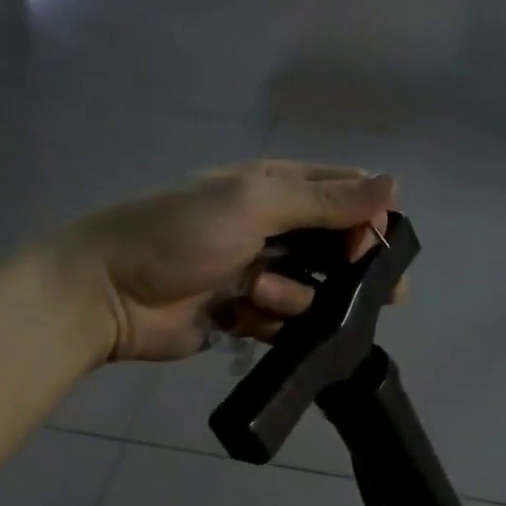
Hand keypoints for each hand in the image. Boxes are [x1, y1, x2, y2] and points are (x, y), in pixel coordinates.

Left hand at [63, 161, 397, 363]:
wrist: (110, 292)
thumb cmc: (181, 234)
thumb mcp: (254, 203)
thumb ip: (324, 200)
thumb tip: (395, 183)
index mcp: (277, 187)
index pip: (345, 193)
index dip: (371, 217)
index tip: (376, 245)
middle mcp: (274, 227)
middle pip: (337, 247)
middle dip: (354, 270)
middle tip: (382, 298)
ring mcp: (260, 273)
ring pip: (313, 290)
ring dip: (294, 296)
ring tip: (256, 295)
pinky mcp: (245, 315)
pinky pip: (285, 322)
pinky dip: (272, 322)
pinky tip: (244, 319)